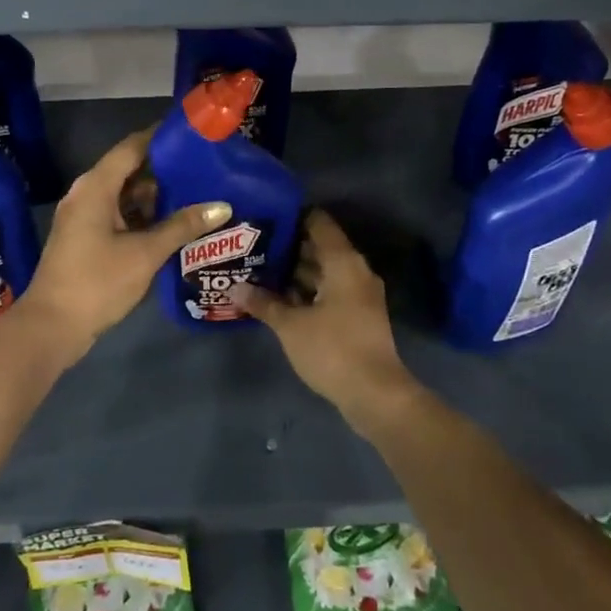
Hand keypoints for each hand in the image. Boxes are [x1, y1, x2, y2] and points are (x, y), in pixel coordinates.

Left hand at [16, 129, 230, 363]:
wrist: (52, 327)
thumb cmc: (97, 282)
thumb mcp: (145, 253)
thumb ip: (183, 226)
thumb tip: (222, 206)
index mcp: (96, 186)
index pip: (133, 147)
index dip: (162, 137)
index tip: (194, 133)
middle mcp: (87, 193)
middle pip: (130, 169)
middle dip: (165, 168)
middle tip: (204, 166)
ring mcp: (85, 216)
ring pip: (125, 194)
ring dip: (156, 195)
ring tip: (197, 192)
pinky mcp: (87, 237)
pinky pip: (119, 213)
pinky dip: (143, 215)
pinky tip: (173, 223)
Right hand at [233, 210, 422, 429]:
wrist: (375, 394)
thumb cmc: (332, 349)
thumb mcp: (291, 326)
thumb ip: (263, 303)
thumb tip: (235, 288)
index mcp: (343, 261)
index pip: (318, 222)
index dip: (291, 216)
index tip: (264, 217)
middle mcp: (355, 271)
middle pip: (319, 246)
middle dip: (287, 246)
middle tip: (252, 245)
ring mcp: (359, 295)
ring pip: (323, 271)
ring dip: (295, 271)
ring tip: (258, 269)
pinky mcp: (357, 316)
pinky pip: (328, 291)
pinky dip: (306, 291)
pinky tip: (278, 298)